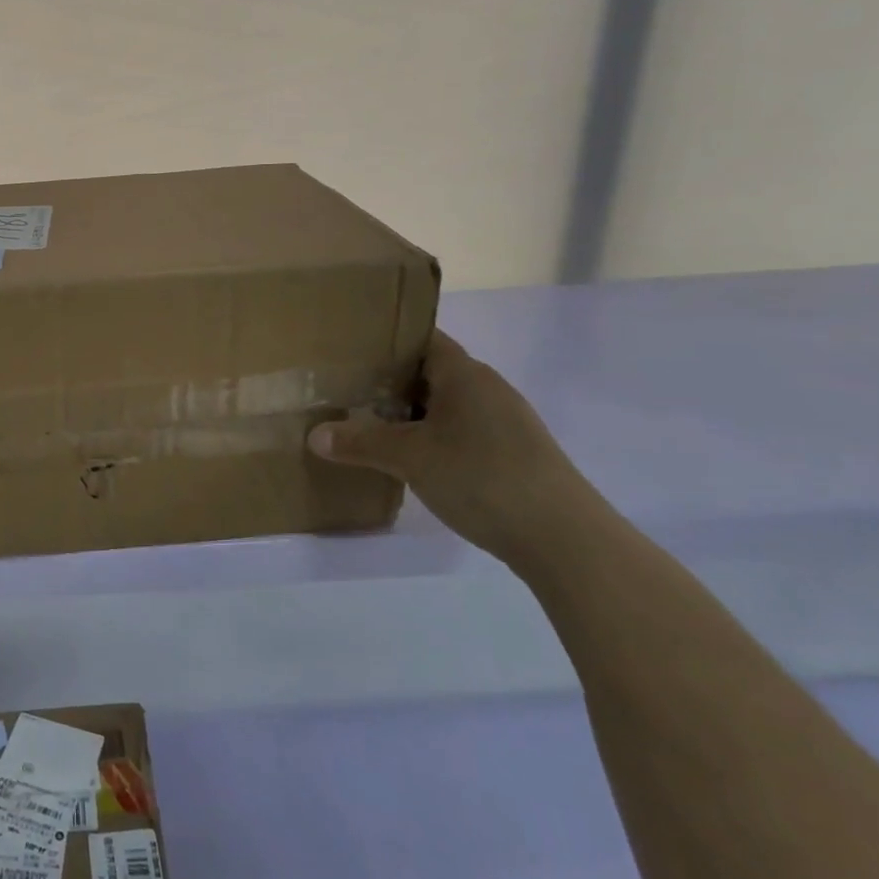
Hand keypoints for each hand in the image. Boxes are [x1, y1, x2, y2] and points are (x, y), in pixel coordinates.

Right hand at [307, 330, 597, 563]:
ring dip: (408, 415)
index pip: (420, 339)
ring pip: (444, 406)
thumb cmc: (482, 477)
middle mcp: (487, 389)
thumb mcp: (410, 458)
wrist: (565, 539)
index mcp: (465, 374)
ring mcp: (504, 423)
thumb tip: (314, 436)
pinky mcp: (512, 454)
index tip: (347, 352)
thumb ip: (359, 442)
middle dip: (387, 382)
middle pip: (429, 373)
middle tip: (344, 392)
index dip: (384, 342)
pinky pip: (460, 432)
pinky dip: (431, 438)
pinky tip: (409, 461)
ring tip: (367, 426)